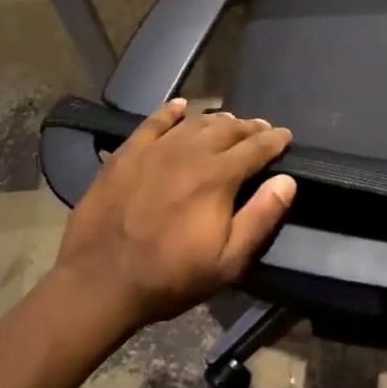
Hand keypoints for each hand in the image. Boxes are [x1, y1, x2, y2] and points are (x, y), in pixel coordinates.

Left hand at [56, 100, 295, 331]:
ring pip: (194, 123)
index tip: (286, 136)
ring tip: (229, 121)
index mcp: (218, 176)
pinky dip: (170, 111)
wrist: (99, 281)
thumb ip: (260, 217)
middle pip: (227, 129)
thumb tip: (287, 181)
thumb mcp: (227, 261)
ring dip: (216, 120)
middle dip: (249, 127)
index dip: (274, 140)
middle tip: (261, 129)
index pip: (255, 148)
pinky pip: (153, 122)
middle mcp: (190, 152)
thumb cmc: (170, 276)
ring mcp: (155, 149)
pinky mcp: (127, 153)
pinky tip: (179, 106)